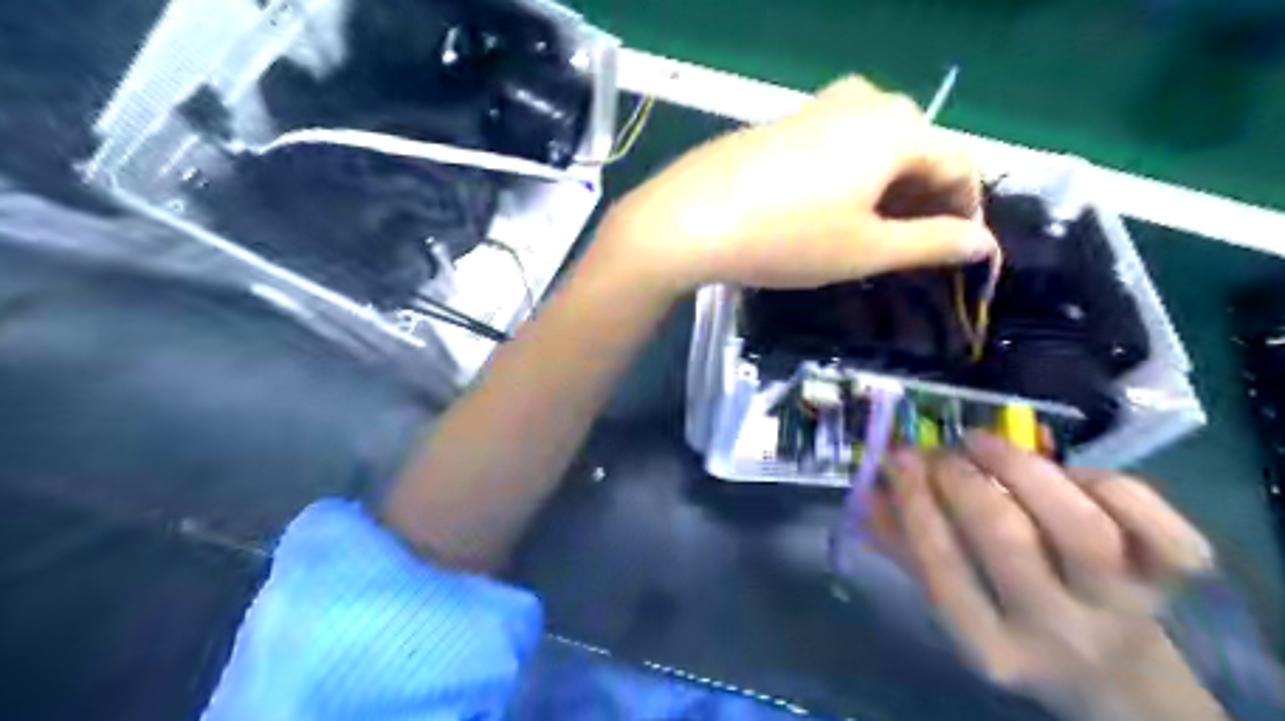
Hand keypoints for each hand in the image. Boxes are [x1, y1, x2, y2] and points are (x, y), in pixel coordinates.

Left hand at [596, 73, 996, 291]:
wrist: (690, 219)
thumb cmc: (787, 238)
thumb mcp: (865, 250)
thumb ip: (931, 243)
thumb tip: (983, 242)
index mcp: (898, 128)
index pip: (959, 162)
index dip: (965, 209)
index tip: (955, 251)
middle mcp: (865, 101)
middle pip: (918, 147)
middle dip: (924, 196)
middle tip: (909, 245)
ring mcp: (817, 106)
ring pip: (876, 143)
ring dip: (887, 185)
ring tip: (869, 231)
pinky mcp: (783, 121)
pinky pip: (837, 142)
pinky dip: (850, 173)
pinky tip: (826, 207)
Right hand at [874, 433, 1221, 720]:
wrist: (1118, 676)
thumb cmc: (1015, 631)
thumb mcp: (956, 603)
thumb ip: (907, 550)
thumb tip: (868, 491)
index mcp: (992, 646)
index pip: (942, 566)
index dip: (914, 500)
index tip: (896, 457)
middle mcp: (1058, 632)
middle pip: (1006, 537)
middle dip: (959, 478)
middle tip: (938, 452)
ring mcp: (1124, 606)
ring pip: (1081, 525)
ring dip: (1020, 468)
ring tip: (982, 443)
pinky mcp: (1172, 578)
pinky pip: (1153, 521)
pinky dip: (1106, 481)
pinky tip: (1063, 471)